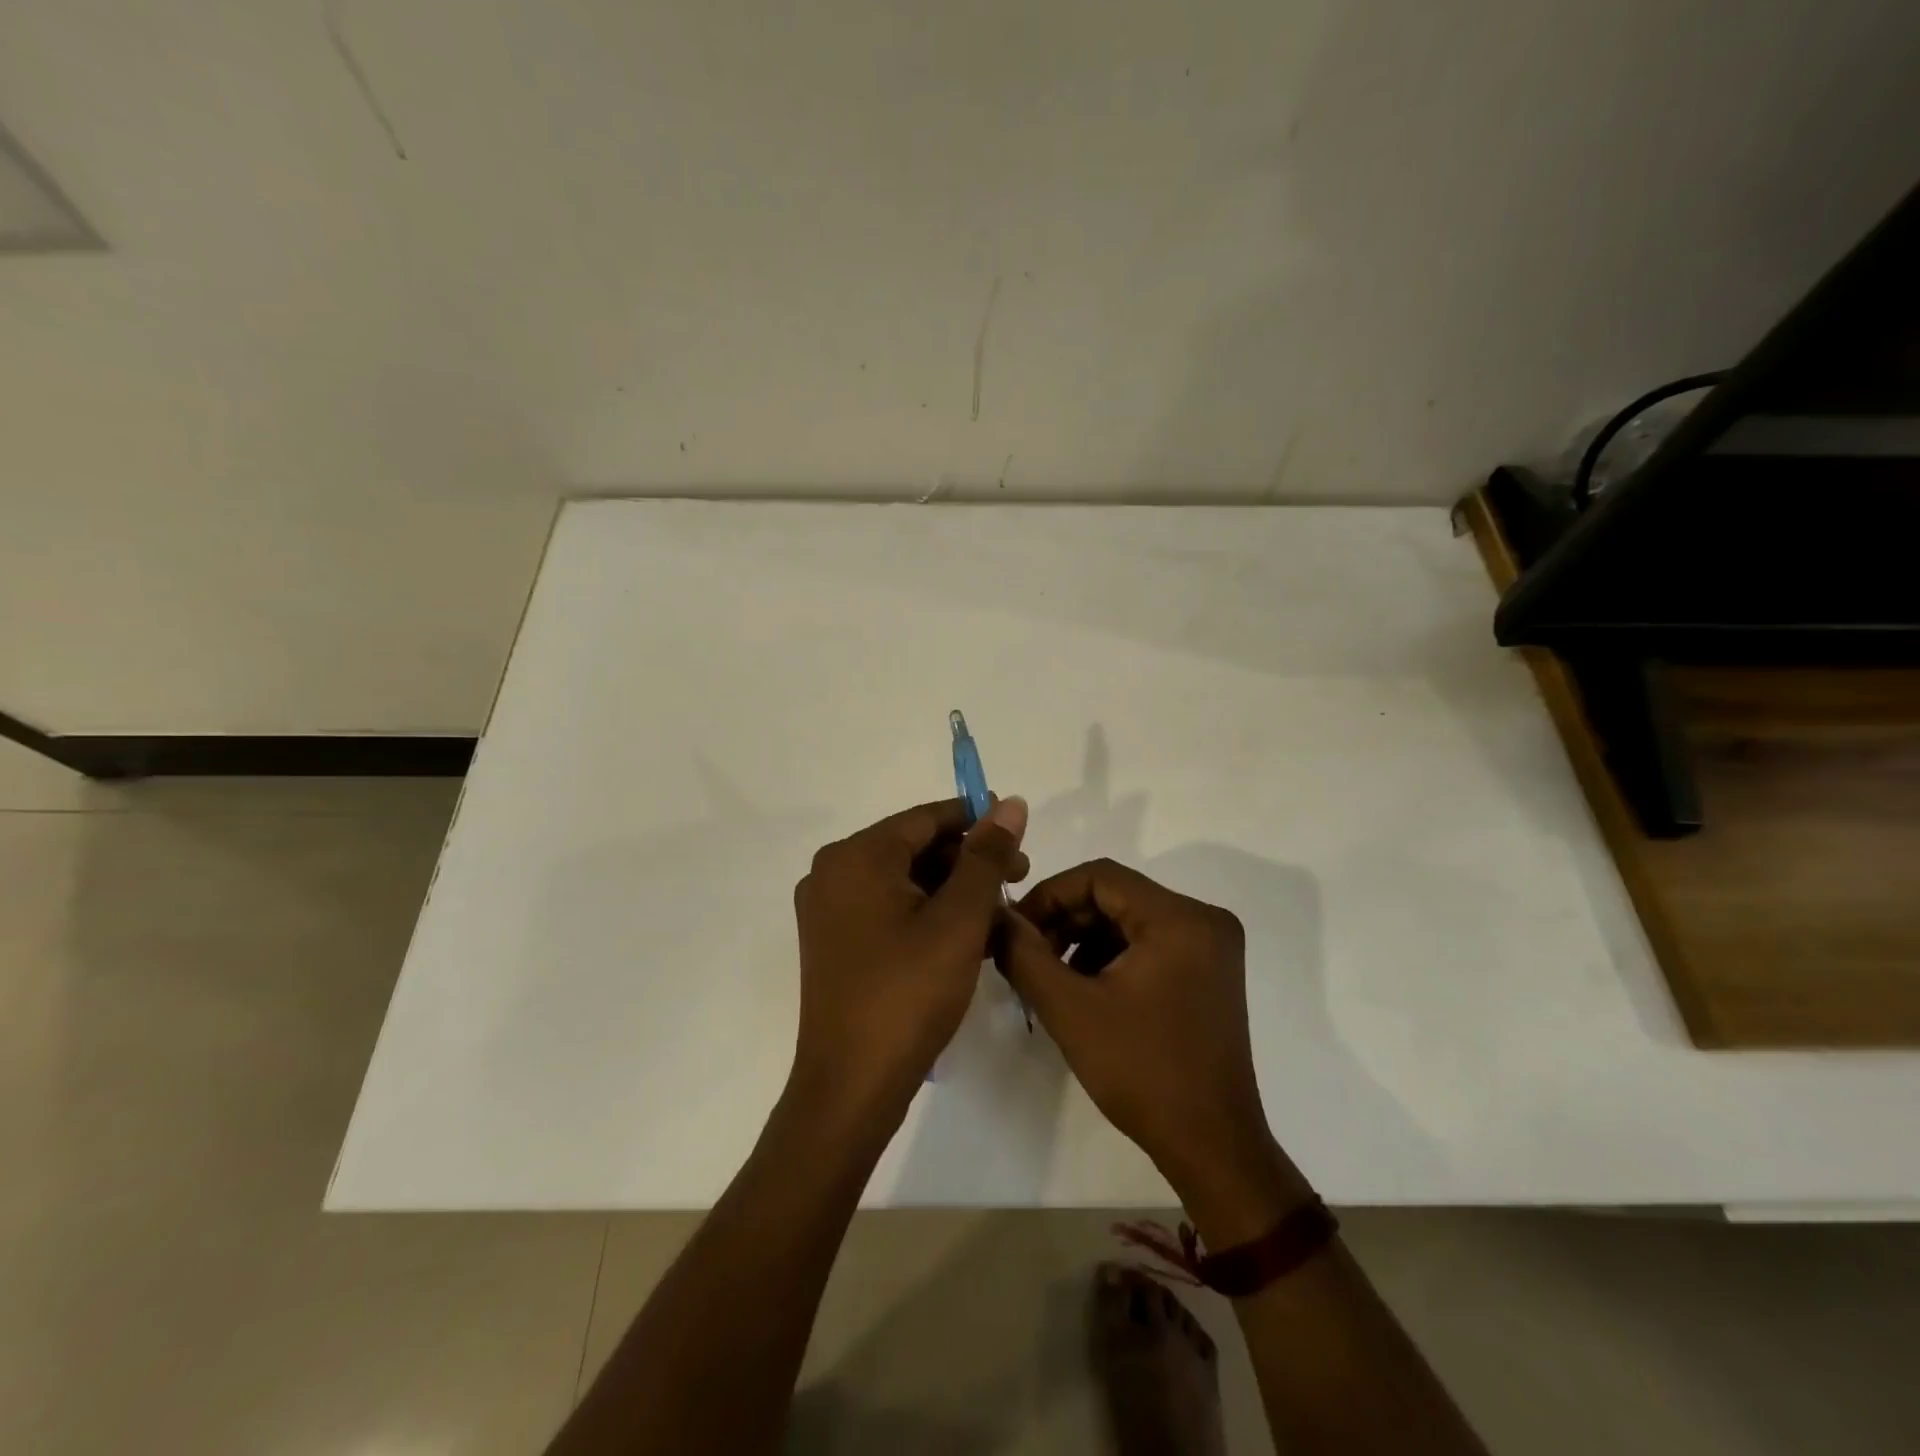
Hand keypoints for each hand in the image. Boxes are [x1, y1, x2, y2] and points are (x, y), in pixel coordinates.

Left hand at [789, 796, 1028, 1129]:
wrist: (851, 1088)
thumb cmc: (908, 994)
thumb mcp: (959, 920)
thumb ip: (986, 856)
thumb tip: (1010, 803)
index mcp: (856, 856)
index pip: (926, 818)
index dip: (977, 819)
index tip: (1020, 832)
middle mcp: (833, 871)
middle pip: (915, 847)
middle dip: (969, 860)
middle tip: (1019, 878)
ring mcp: (829, 909)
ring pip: (905, 880)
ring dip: (953, 890)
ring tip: (1000, 914)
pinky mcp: (835, 941)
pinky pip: (889, 908)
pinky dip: (928, 914)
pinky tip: (968, 936)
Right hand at [998, 859, 1311, 1241]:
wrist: (1211, 1146)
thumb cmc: (1142, 1072)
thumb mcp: (1070, 1010)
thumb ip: (1024, 954)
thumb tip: (997, 917)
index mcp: (1180, 918)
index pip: (1100, 876)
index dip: (1049, 895)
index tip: (1016, 928)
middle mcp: (1204, 919)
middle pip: (1116, 895)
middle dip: (1065, 920)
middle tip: (1027, 954)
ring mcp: (1212, 946)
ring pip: (1129, 919)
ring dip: (1084, 939)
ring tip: (1050, 976)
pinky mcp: (1210, 971)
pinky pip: (1149, 942)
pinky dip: (1111, 956)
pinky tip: (1084, 988)